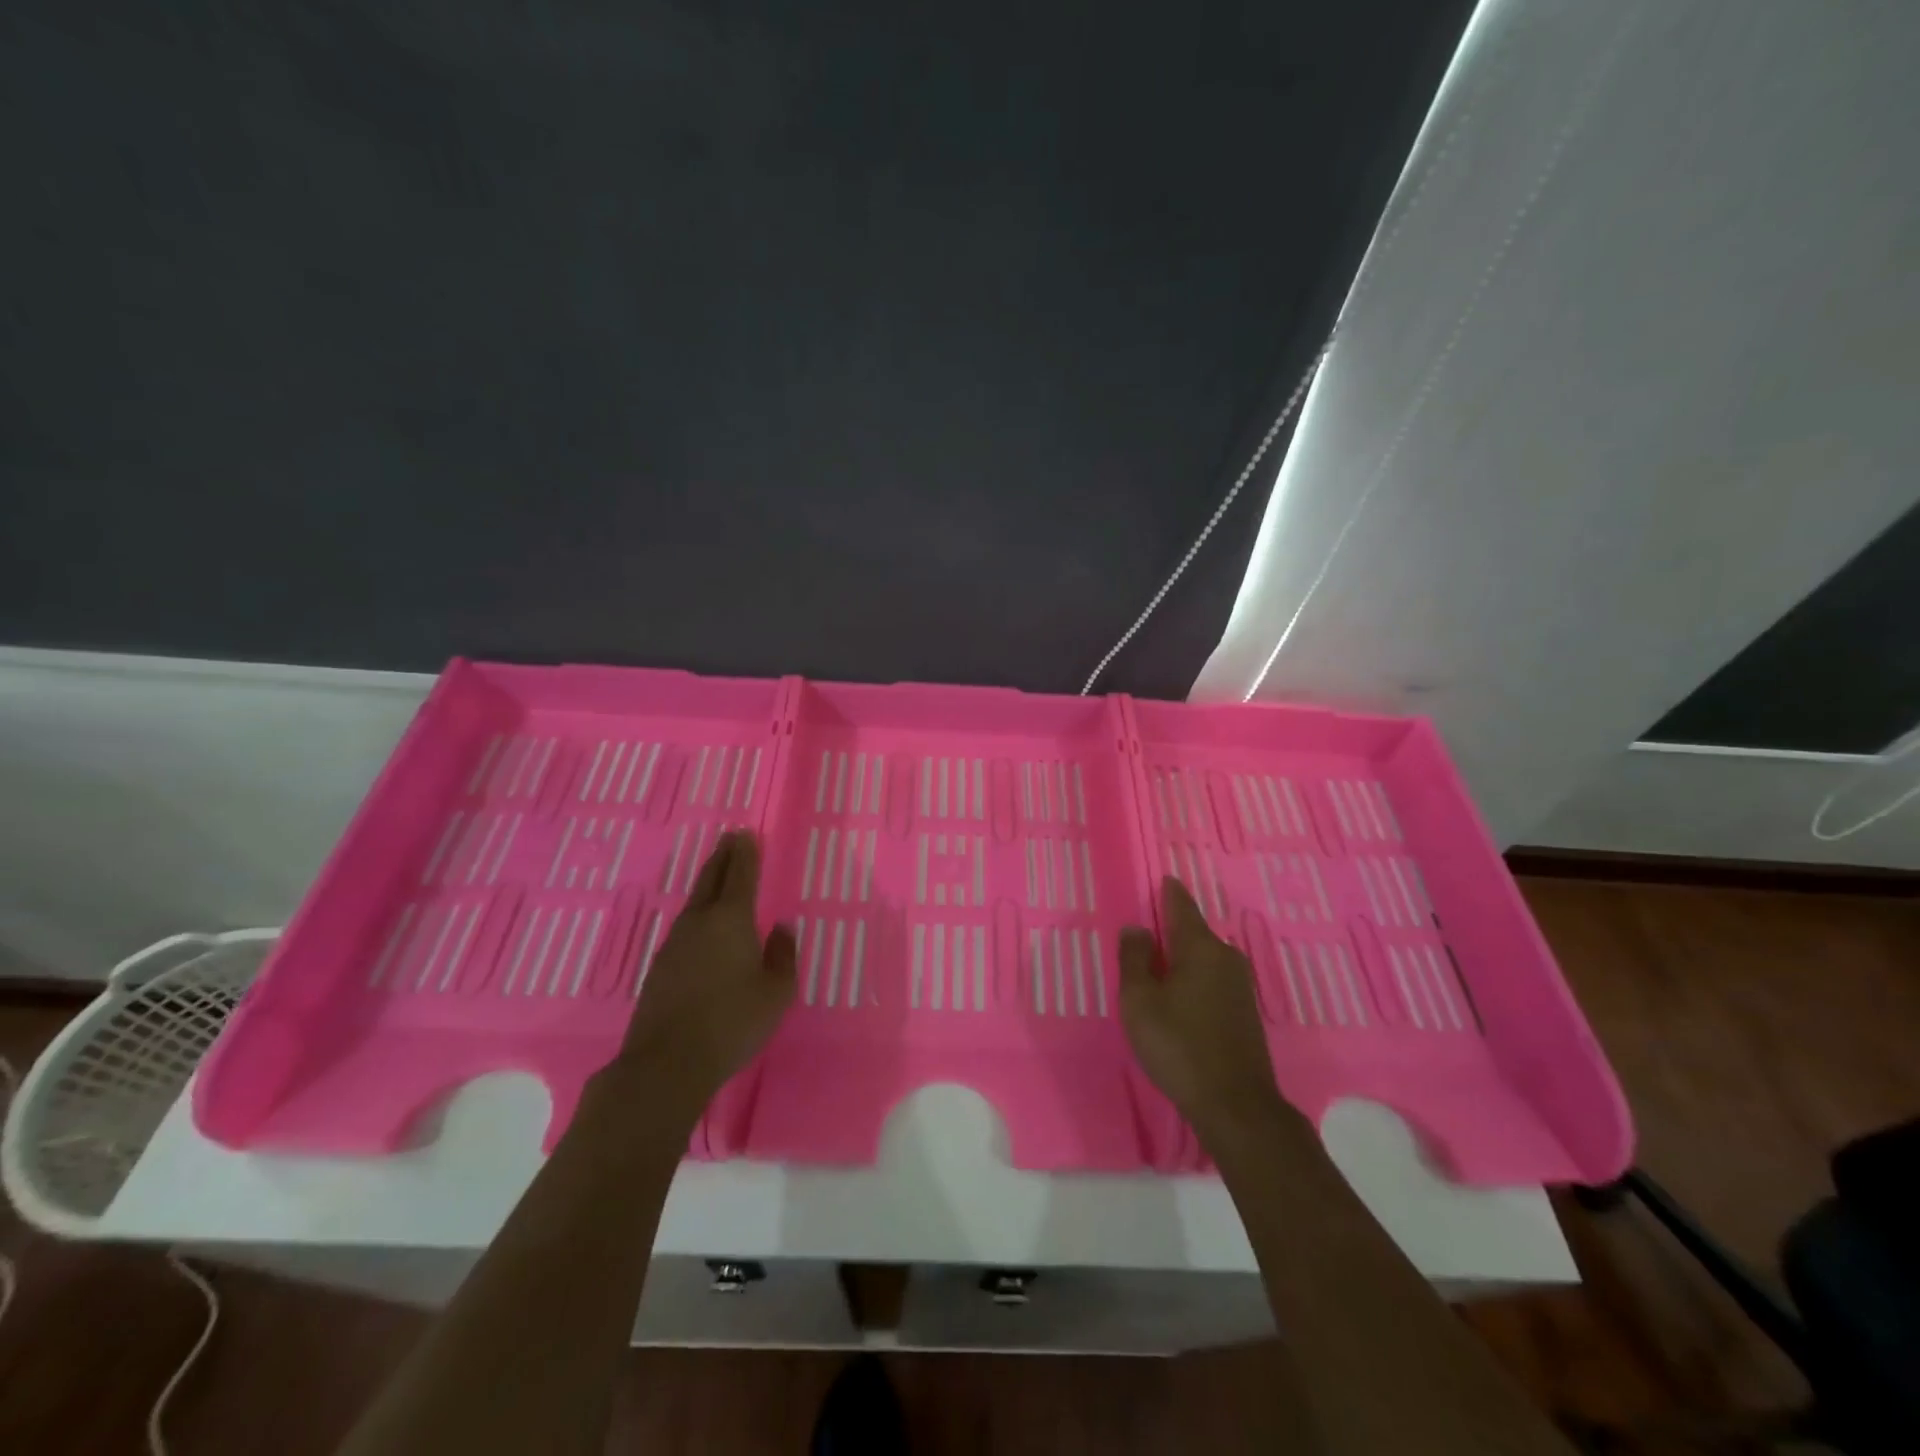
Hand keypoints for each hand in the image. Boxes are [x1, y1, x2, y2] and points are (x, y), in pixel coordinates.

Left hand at [612, 831, 795, 1117]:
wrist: (667, 1063)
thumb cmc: (733, 1022)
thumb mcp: (776, 992)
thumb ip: (782, 955)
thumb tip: (781, 929)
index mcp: (731, 919)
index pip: (740, 874)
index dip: (746, 852)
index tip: (746, 833)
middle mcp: (699, 922)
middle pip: (711, 878)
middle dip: (723, 856)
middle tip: (731, 839)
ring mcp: (674, 943)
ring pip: (695, 902)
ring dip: (708, 883)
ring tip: (719, 875)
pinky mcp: (660, 967)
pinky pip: (685, 927)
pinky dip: (698, 914)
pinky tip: (703, 927)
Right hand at [1119, 877, 1287, 1137]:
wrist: (1236, 1104)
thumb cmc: (1179, 1044)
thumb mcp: (1140, 1000)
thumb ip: (1134, 959)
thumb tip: (1136, 928)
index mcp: (1200, 946)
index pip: (1181, 905)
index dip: (1168, 892)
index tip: (1161, 880)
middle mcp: (1226, 957)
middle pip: (1193, 932)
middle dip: (1171, 929)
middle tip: (1145, 932)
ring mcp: (1241, 985)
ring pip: (1204, 958)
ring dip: (1182, 958)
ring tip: (1157, 966)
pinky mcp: (1245, 1012)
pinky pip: (1213, 980)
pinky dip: (1194, 979)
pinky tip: (1180, 997)